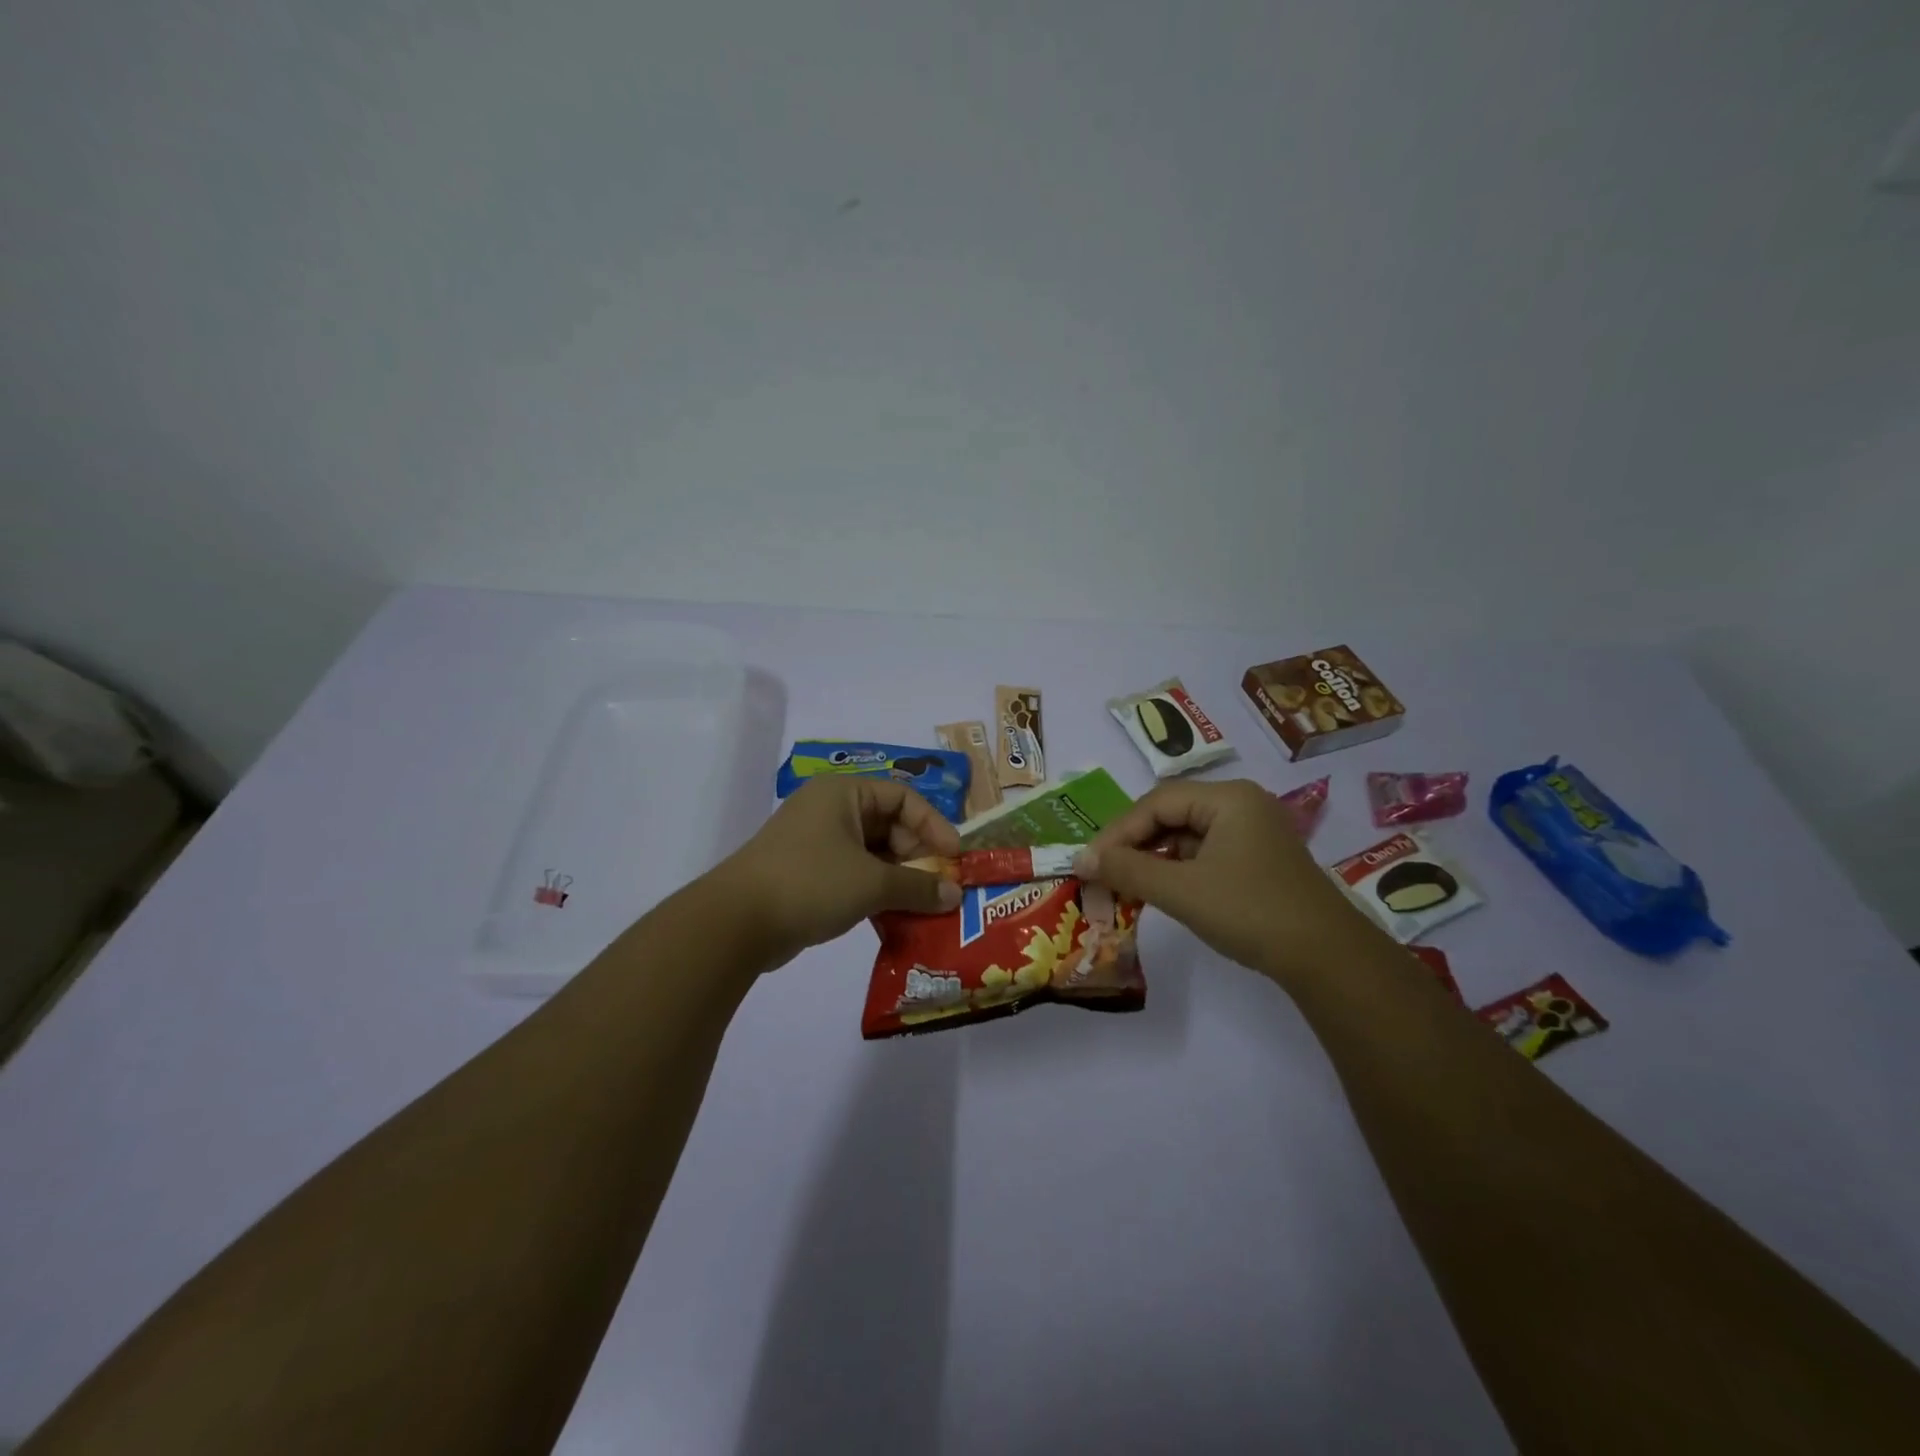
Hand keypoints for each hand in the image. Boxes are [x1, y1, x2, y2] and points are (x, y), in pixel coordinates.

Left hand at [719, 776, 963, 965]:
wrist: (736, 923)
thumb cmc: (811, 883)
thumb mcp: (872, 883)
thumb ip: (918, 887)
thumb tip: (955, 896)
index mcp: (844, 794)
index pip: (903, 798)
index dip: (933, 826)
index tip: (954, 859)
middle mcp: (830, 810)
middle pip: (889, 825)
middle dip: (917, 857)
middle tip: (939, 887)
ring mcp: (815, 841)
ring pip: (872, 853)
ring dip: (899, 879)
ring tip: (923, 907)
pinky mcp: (806, 872)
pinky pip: (853, 873)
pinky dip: (875, 891)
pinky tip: (893, 919)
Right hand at [1072, 778, 1374, 985]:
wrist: (1327, 959)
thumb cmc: (1250, 911)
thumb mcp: (1181, 890)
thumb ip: (1127, 870)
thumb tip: (1080, 860)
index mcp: (1228, 798)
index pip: (1156, 802)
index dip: (1118, 832)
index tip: (1089, 863)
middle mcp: (1241, 805)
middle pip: (1171, 814)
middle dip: (1133, 845)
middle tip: (1103, 874)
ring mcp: (1252, 832)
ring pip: (1186, 836)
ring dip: (1153, 859)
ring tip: (1125, 886)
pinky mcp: (1257, 860)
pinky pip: (1204, 854)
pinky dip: (1177, 870)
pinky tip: (1160, 892)